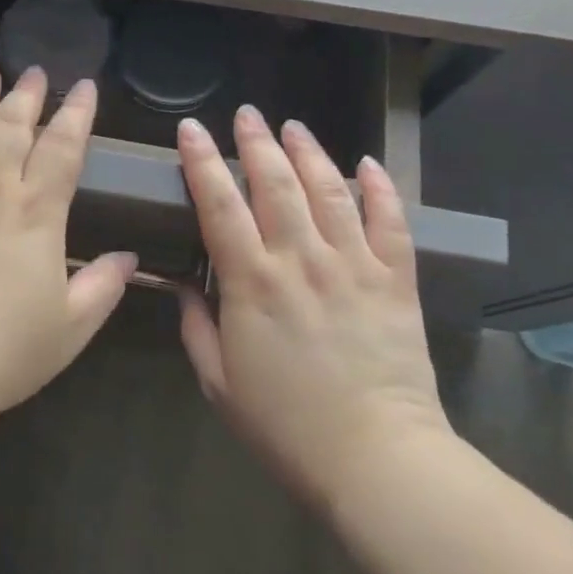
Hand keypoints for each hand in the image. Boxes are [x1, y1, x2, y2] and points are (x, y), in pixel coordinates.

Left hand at [0, 66, 137, 410]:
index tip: (84, 87)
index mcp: (37, 212)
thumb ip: (103, 286)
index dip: (76, 113)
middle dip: (28, 94)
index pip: (63, 147)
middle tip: (35, 72)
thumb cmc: (6, 349)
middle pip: (12, 125)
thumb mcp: (71, 327)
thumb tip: (130, 257)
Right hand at [175, 105, 451, 511]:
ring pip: (328, 191)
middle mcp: (300, 260)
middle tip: (246, 114)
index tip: (191, 129)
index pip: (219, 204)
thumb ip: (195, 326)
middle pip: (275, 183)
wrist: (376, 459)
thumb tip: (179, 285)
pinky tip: (367, 164)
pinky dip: (380, 189)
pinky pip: (389, 222)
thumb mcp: (218, 382)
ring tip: (292, 126)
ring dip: (308, 152)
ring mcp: (352, 266)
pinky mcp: (394, 280)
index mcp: (251, 282)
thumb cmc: (285, 426)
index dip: (202, 161)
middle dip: (256, 142)